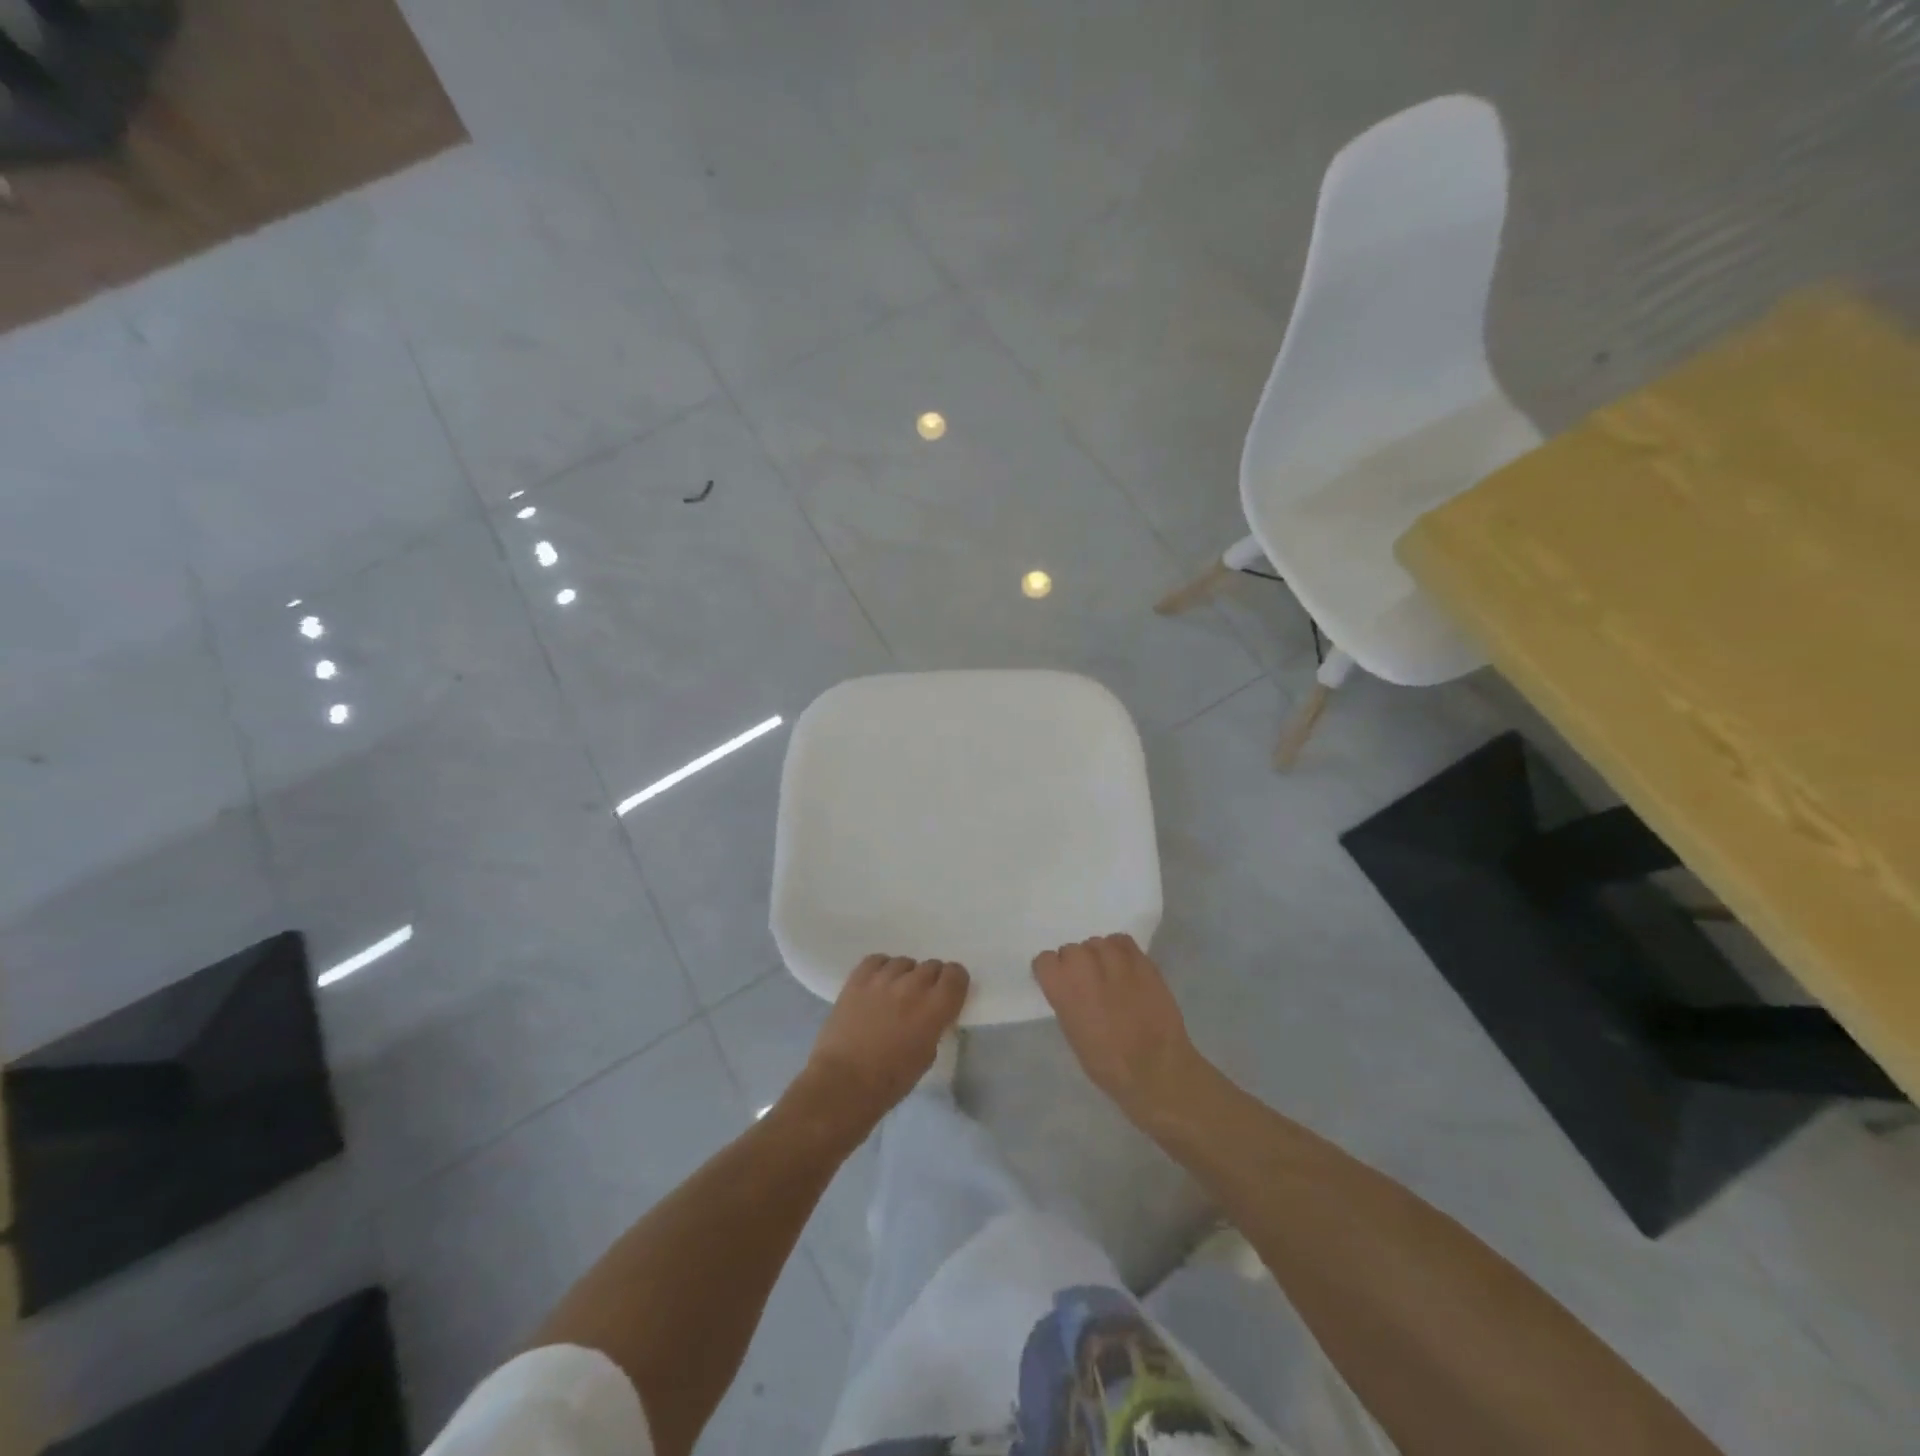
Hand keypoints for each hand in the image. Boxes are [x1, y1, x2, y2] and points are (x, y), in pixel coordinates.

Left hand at [799, 956, 968, 1125]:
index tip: (948, 992)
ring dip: (905, 976)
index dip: (955, 981)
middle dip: (931, 980)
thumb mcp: (926, 1056)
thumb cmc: (890, 1081)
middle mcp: (912, 986)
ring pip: (905, 962)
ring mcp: (883, 979)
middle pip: (931, 966)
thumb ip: (934, 1025)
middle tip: (920, 999)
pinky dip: (882, 969)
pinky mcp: (858, 979)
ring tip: (895, 993)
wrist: (843, 1083)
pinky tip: (878, 984)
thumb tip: (932, 1013)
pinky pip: (877, 960)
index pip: (956, 974)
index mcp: (934, 1009)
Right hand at [1033, 935, 1206, 1121]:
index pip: (1045, 960)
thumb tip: (1069, 987)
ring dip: (1098, 955)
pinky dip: (1120, 950)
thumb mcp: (1073, 1034)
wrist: (1156, 1070)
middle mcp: (1085, 968)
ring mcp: (1116, 961)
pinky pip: (1123, 941)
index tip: (1059, 982)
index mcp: (1064, 989)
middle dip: (1076, 963)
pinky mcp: (1142, 962)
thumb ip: (1066, 1001)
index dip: (1052, 971)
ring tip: (1108, 973)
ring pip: (1097, 942)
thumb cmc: (1108, 1064)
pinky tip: (1124, 966)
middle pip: (1071, 949)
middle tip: (1086, 982)